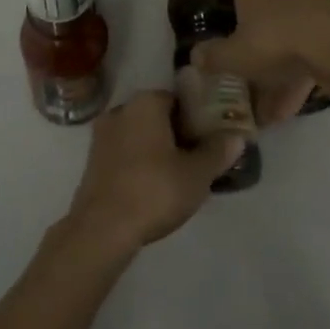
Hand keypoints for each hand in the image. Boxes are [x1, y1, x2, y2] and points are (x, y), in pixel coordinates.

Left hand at [62, 91, 242, 252]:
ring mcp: (102, 135)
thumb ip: (218, 152)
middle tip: (197, 159)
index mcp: (146, 103)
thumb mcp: (197, 174)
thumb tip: (237, 137)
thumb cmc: (154, 190)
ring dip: (157, 149)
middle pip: (157, 116)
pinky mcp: (92, 160)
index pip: (178, 100)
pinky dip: (139, 163)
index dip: (197, 118)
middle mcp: (121, 109)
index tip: (209, 139)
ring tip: (178, 176)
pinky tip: (153, 187)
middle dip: (177, 134)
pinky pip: (124, 153)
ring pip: (139, 135)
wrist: (102, 228)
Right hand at [194, 0, 329, 100]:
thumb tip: (194, 56)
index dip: (232, 22)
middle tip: (249, 76)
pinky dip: (300, 70)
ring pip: (287, 34)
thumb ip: (212, 57)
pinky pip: (309, 46)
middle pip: (262, 15)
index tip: (230, 46)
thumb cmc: (273, 42)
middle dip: (257, 46)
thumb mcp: (233, 56)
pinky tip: (293, 102)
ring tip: (272, 105)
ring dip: (279, 65)